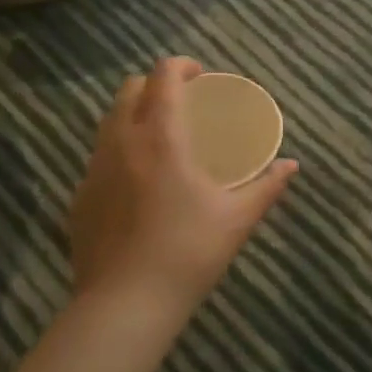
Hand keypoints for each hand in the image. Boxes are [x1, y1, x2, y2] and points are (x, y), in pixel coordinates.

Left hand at [67, 58, 298, 320]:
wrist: (124, 306)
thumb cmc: (187, 253)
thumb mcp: (236, 219)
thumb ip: (266, 186)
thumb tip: (291, 166)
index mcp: (160, 136)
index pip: (163, 75)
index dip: (181, 65)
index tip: (200, 76)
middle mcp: (121, 141)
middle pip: (130, 88)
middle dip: (155, 85)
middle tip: (182, 103)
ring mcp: (94, 168)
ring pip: (109, 120)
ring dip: (134, 114)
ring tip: (159, 138)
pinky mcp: (79, 196)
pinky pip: (99, 156)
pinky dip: (119, 150)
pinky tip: (137, 182)